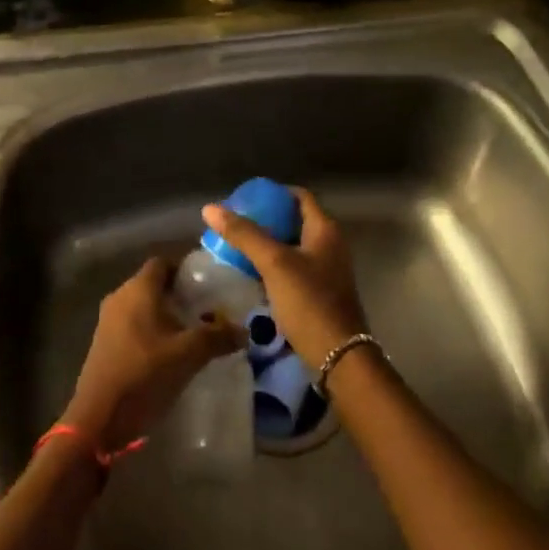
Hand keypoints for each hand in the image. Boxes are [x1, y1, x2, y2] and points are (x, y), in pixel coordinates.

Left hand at [63, 257, 243, 450]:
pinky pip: (134, 326)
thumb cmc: (145, 374)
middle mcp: (120, 298)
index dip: (185, 268)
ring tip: (195, 331)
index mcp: (138, 289)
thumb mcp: (189, 354)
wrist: (99, 418)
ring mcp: (108, 322)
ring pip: (143, 307)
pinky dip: (153, 331)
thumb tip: (245, 331)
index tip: (208, 282)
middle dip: (180, 294)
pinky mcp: (104, 344)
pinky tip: (172, 352)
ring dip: (167, 315)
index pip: (163, 262)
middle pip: (153, 284)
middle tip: (208, 308)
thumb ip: (218, 337)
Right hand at [201, 187, 366, 366]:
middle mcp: (330, 245)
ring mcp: (326, 270)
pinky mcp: (319, 293)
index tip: (245, 199)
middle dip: (265, 220)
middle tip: (235, 224)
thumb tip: (210, 208)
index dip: (273, 193)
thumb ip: (244, 234)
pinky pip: (292, 270)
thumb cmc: (309, 302)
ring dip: (267, 245)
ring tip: (236, 247)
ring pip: (292, 247)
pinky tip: (250, 275)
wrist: (338, 356)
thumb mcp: (274, 263)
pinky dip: (273, 267)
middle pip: (294, 221)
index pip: (299, 196)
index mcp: (325, 229)